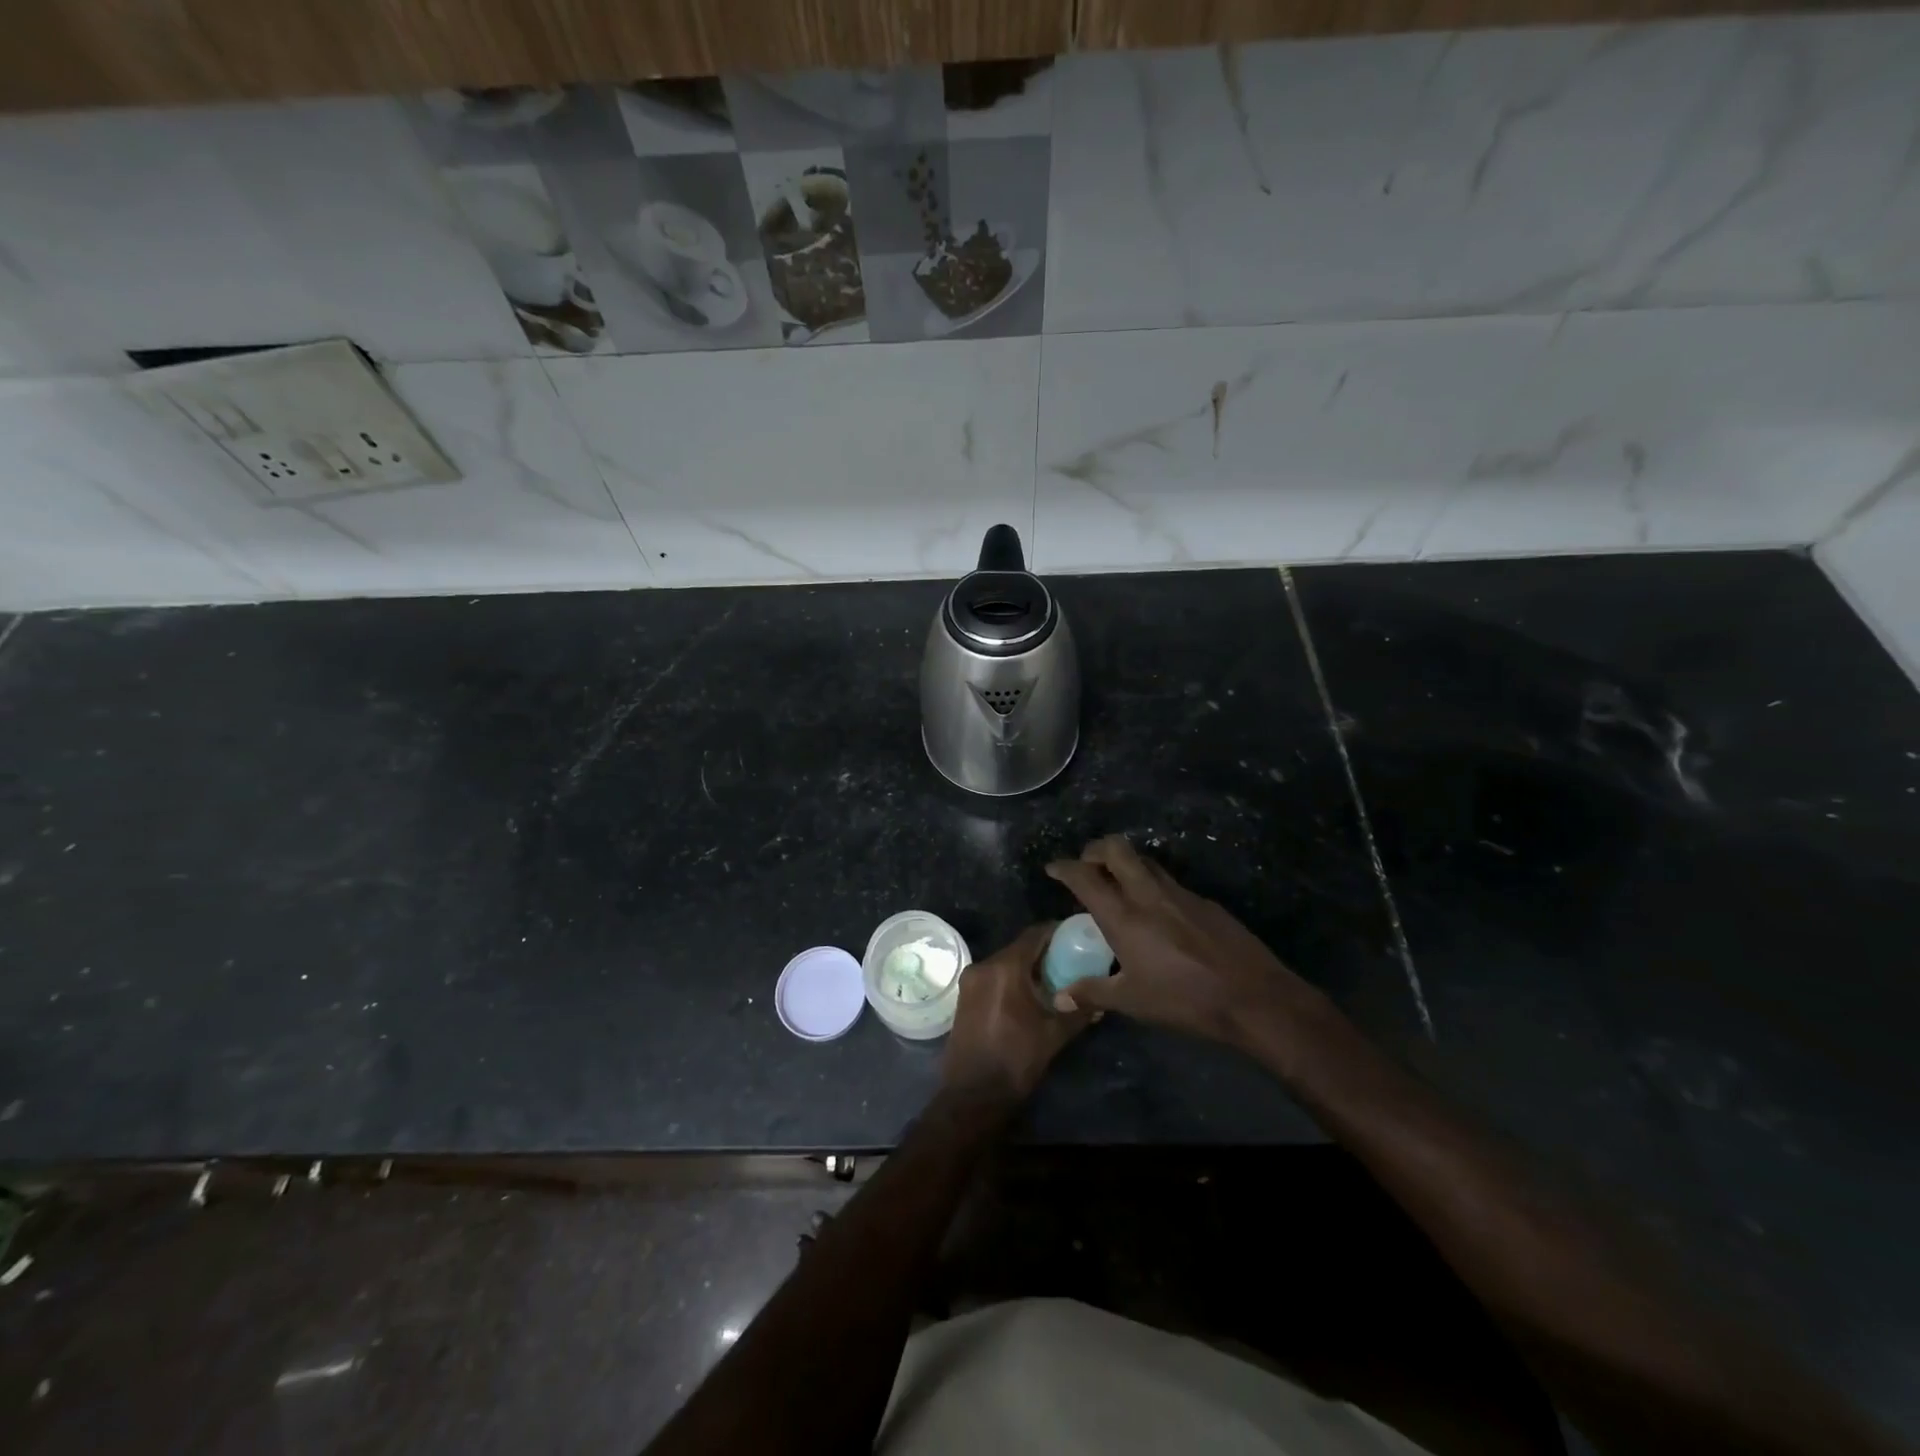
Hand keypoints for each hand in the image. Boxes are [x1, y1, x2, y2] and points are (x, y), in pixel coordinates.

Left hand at [943, 923, 1090, 1102]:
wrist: (973, 1094)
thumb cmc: (1016, 1060)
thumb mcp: (1054, 1035)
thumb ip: (1078, 1012)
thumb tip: (1100, 1001)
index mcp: (1005, 968)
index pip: (1034, 935)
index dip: (1056, 932)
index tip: (1075, 936)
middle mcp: (984, 966)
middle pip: (1019, 948)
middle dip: (1043, 952)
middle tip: (1069, 960)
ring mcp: (970, 981)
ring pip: (1004, 962)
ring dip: (1026, 967)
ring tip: (1052, 979)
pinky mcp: (964, 996)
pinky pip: (992, 977)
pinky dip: (1011, 979)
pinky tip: (1028, 995)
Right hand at [1045, 836, 1323, 1048]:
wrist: (1253, 996)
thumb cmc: (1184, 1000)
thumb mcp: (1132, 1002)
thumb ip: (1092, 993)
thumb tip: (1059, 997)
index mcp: (1124, 916)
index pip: (1085, 877)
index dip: (1064, 867)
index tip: (1053, 867)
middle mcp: (1148, 894)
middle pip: (1116, 848)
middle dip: (1095, 849)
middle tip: (1087, 865)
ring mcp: (1180, 893)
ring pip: (1145, 860)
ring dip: (1125, 862)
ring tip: (1117, 883)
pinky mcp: (1204, 901)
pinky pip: (1169, 880)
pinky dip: (1152, 884)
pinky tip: (1157, 912)